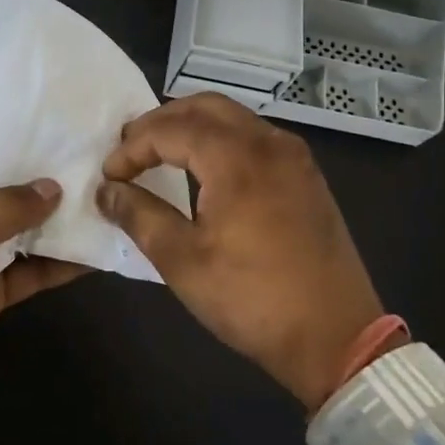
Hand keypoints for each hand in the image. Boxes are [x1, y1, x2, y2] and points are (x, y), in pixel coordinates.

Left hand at [0, 130, 87, 444]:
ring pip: (22, 224)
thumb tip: (54, 187)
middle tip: (103, 154)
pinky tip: (97, 249)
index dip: (18, 126)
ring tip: (110, 196)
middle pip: (6, 180)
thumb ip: (9, 203)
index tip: (67, 116)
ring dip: (59, 217)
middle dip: (48, 172)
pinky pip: (29, 267)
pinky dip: (58, 261)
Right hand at [97, 93, 383, 411]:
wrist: (337, 338)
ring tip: (162, 152)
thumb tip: (107, 191)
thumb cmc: (252, 299)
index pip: (172, 129)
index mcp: (237, 158)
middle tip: (131, 148)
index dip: (133, 147)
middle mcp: (269, 142)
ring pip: (234, 117)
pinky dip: (222, 138)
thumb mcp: (183, 261)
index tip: (110, 174)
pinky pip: (256, 136)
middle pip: (205, 107)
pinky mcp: (307, 176)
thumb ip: (140, 215)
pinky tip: (207, 168)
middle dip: (162, 121)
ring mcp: (294, 157)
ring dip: (193, 125)